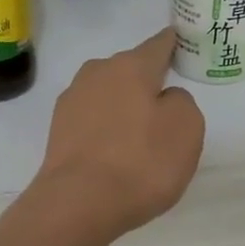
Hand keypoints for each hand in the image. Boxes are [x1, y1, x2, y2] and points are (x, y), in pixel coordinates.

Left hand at [34, 28, 205, 238]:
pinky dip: (106, 128)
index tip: (179, 42)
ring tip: (139, 133)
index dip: (172, 44)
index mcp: (130, 66)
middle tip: (164, 105)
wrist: (77, 203)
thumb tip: (163, 98)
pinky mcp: (58, 130)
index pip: (157, 45)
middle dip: (146, 81)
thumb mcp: (186, 128)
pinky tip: (115, 150)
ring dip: (123, 106)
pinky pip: (92, 119)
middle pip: (129, 69)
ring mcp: (72, 101)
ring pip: (108, 94)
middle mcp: (96, 73)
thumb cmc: (140, 161)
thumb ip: (181, 102)